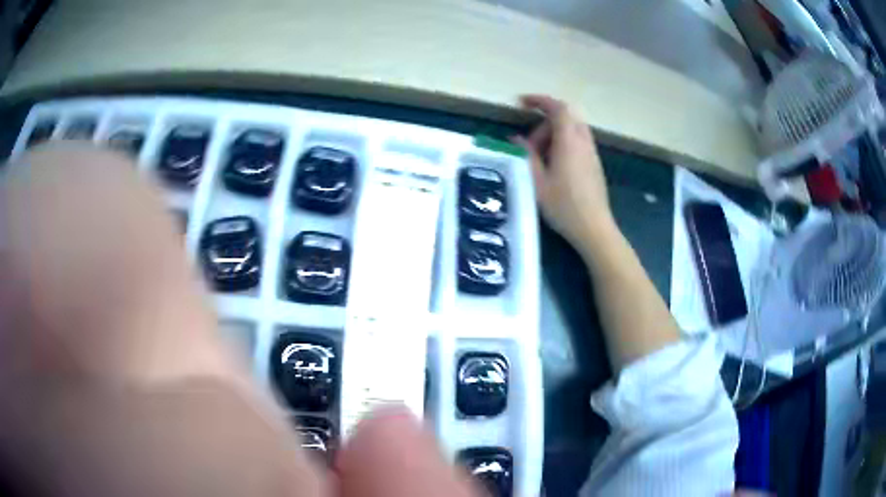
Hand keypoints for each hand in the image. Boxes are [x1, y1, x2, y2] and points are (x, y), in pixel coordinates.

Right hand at [514, 95, 614, 248]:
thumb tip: (516, 139)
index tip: (521, 102)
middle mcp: (583, 142)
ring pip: (572, 130)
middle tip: (528, 146)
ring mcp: (591, 153)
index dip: (539, 100)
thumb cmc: (564, 206)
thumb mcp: (537, 182)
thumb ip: (526, 156)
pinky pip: (577, 142)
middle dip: (543, 124)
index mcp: (569, 142)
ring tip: (539, 159)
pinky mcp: (594, 164)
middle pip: (565, 117)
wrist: (594, 228)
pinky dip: (562, 144)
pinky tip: (553, 167)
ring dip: (553, 135)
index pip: (557, 108)